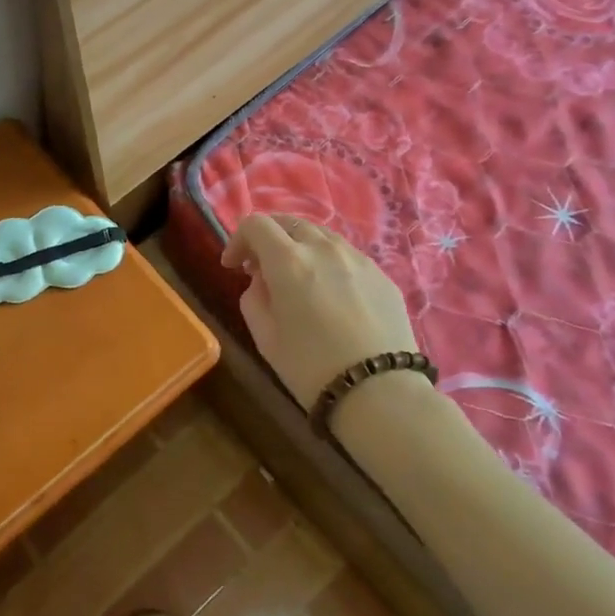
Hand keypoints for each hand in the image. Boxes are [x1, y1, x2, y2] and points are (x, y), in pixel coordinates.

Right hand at [220, 214, 419, 404]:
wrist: (380, 393)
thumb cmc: (311, 368)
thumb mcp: (264, 337)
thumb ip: (254, 297)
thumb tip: (262, 280)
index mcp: (289, 261)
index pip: (256, 225)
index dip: (238, 240)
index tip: (233, 266)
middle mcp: (324, 248)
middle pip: (289, 222)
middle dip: (268, 238)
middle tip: (260, 268)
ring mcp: (357, 258)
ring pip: (320, 235)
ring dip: (299, 246)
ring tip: (297, 277)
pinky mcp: (381, 274)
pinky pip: (346, 254)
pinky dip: (327, 261)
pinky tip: (329, 292)